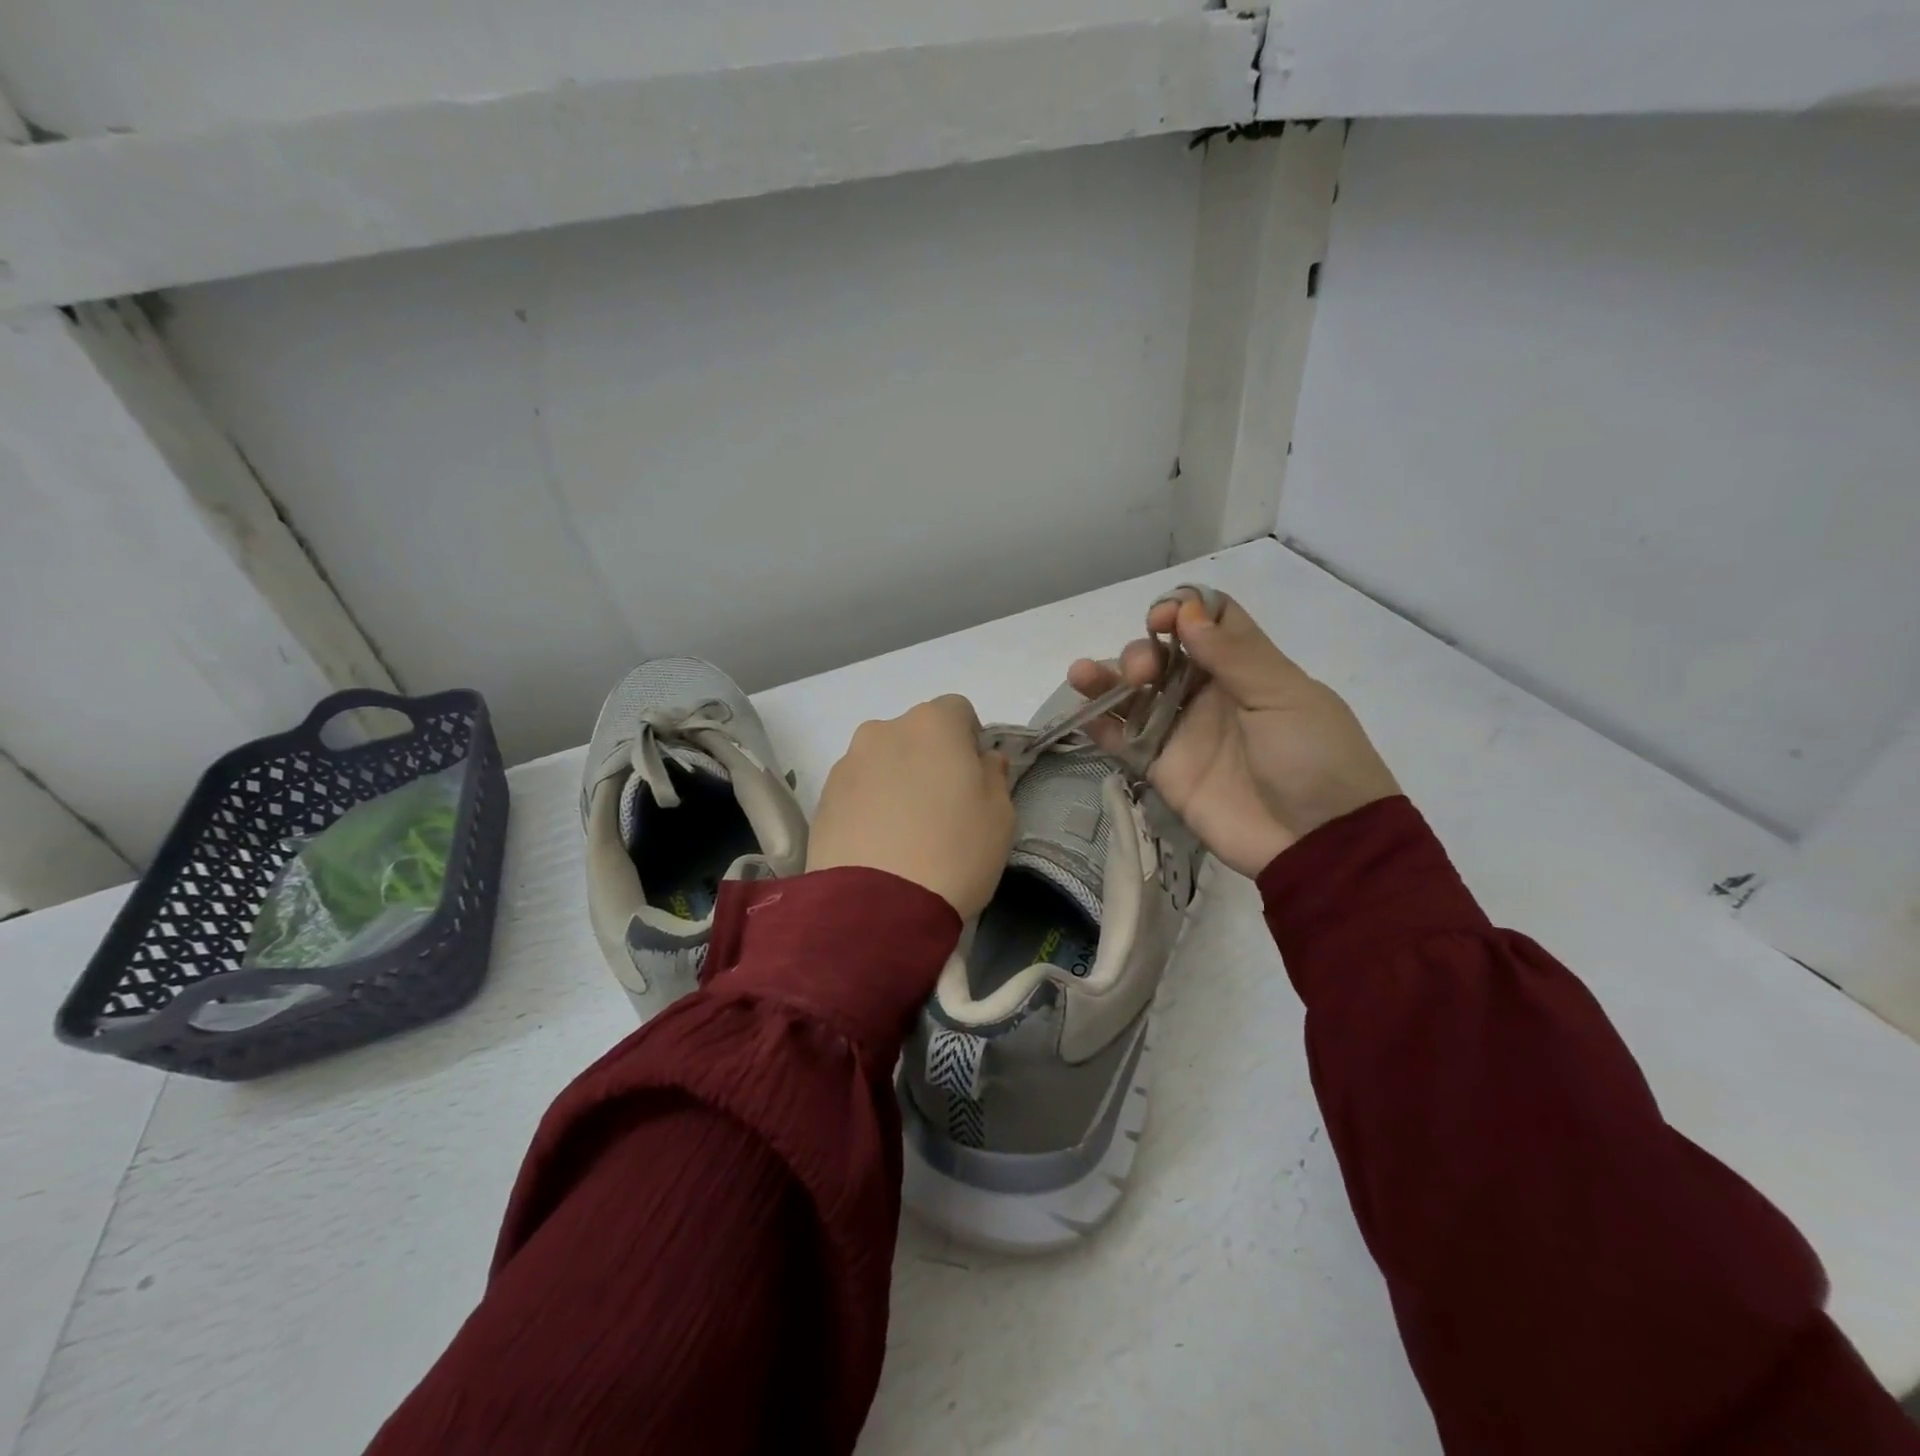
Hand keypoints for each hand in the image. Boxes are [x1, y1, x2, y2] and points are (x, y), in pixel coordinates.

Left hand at [808, 695, 1015, 917]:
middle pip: (915, 734)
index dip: (970, 740)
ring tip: (905, 832)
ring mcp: (847, 763)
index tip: (973, 778)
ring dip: (896, 780)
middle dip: (930, 759)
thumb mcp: (1001, 816)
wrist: (876, 907)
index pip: (958, 710)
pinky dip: (870, 805)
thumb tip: (983, 760)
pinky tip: (879, 844)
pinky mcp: (823, 798)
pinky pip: (857, 790)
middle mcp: (883, 730)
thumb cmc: (954, 852)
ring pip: (883, 761)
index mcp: (932, 724)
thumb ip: (995, 775)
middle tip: (941, 807)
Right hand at [1068, 593, 1399, 877]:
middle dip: (1142, 652)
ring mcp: (1183, 733)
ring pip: (1135, 696)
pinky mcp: (1164, 770)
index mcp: (1247, 670)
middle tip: (1143, 673)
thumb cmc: (1313, 759)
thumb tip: (1187, 612)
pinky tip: (1084, 714)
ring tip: (1082, 674)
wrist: (1318, 843)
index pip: (1209, 623)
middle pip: (1162, 656)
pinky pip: (1125, 742)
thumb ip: (1234, 655)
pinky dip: (1101, 727)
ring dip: (1106, 679)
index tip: (1163, 619)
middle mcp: (1210, 695)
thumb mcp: (1285, 698)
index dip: (1183, 610)